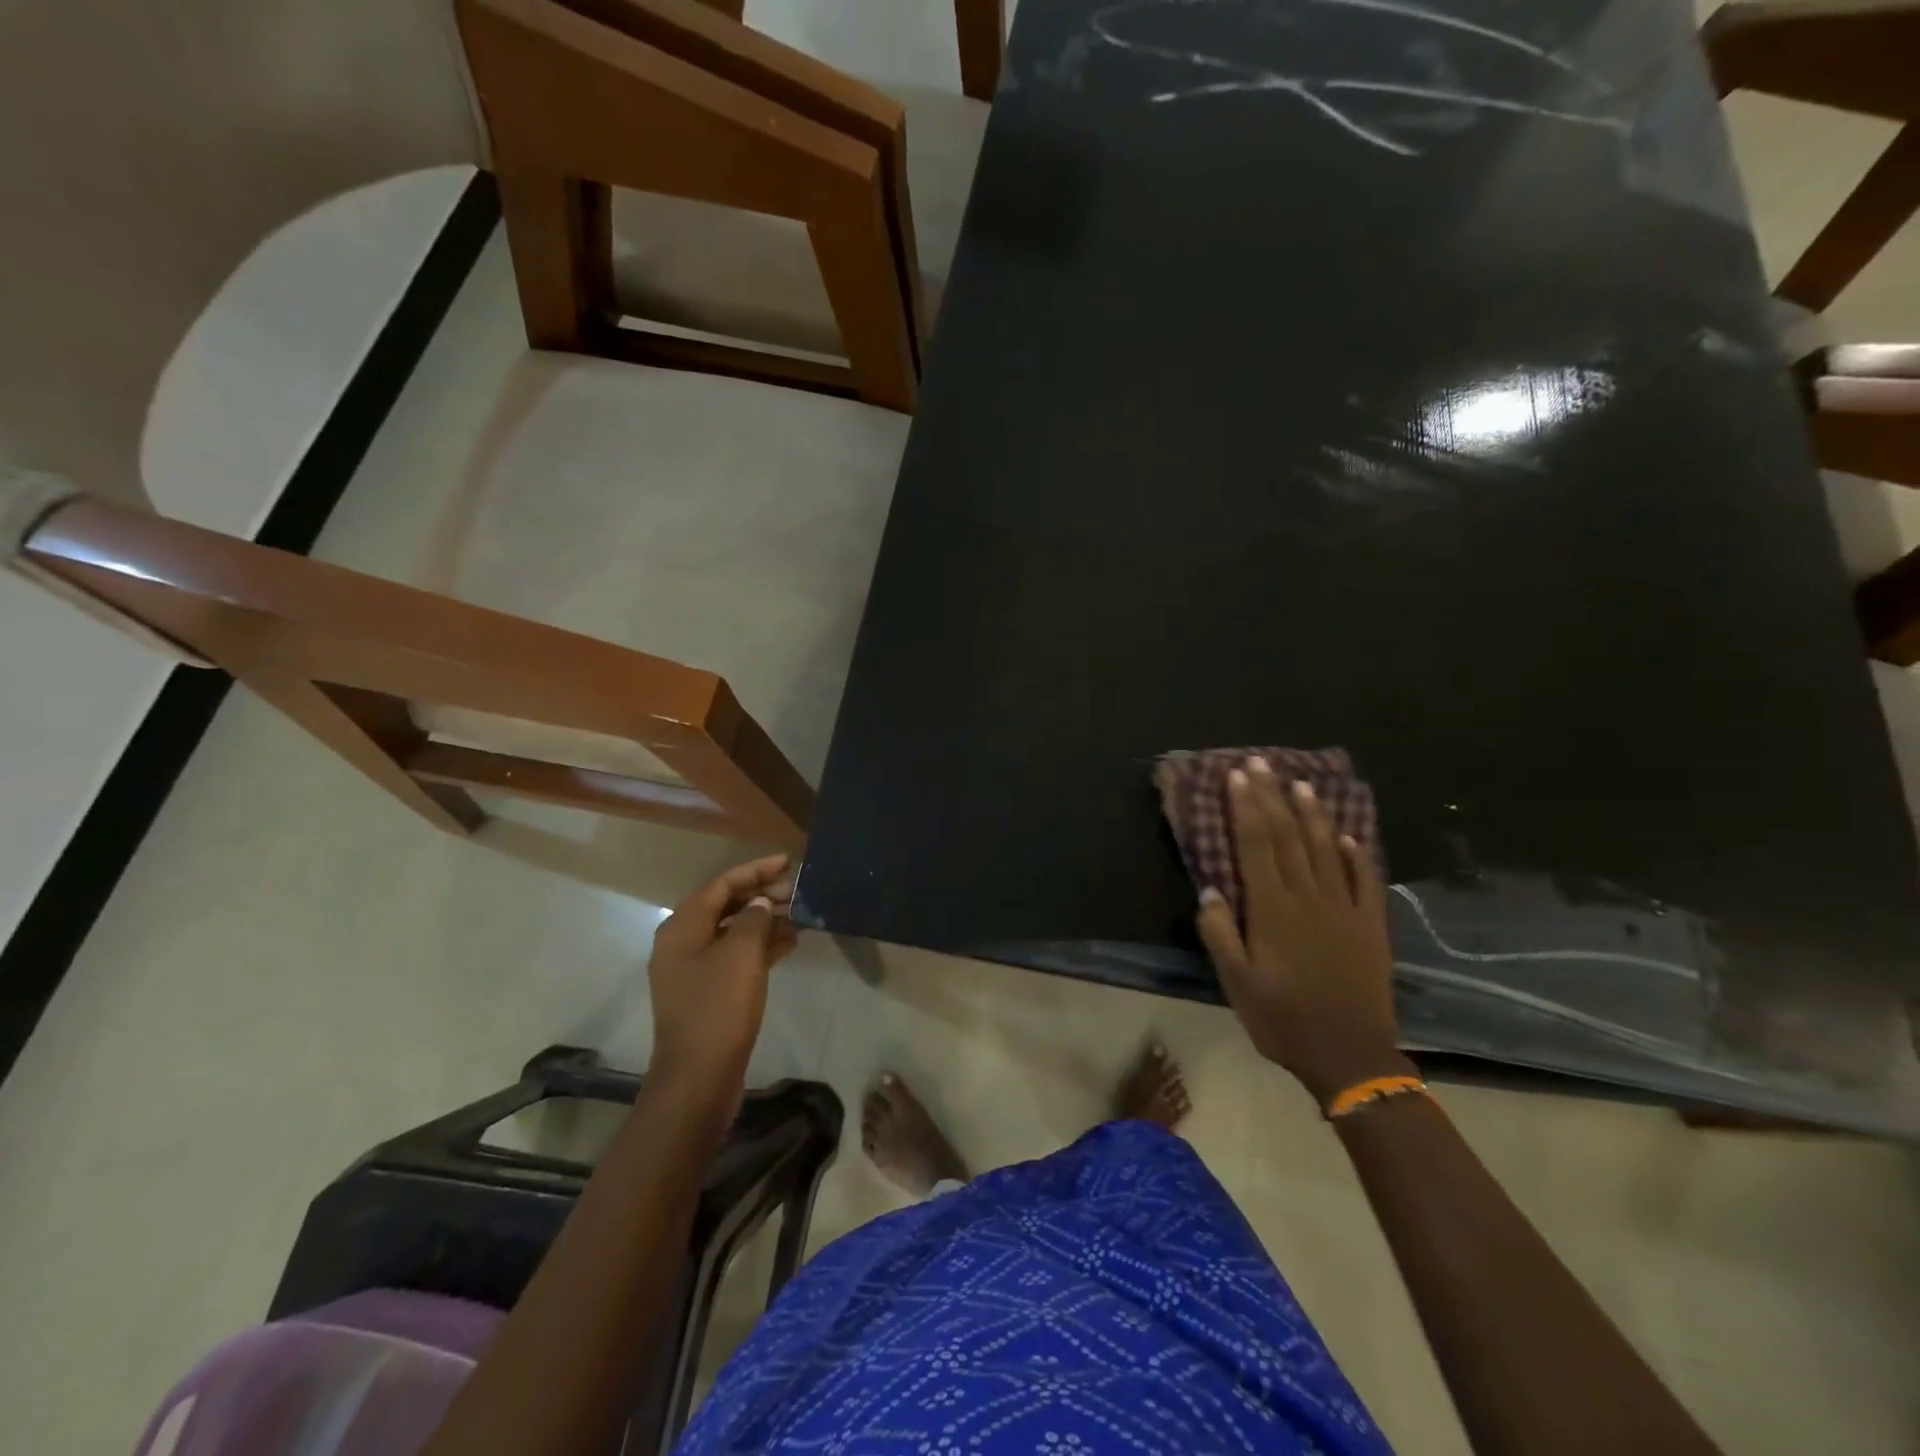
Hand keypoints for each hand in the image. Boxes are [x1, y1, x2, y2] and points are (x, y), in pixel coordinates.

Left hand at [647, 855, 800, 1109]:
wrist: (699, 1078)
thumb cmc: (718, 1008)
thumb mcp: (742, 954)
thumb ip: (754, 918)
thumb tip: (761, 904)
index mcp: (682, 928)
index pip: (721, 884)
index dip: (755, 870)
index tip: (788, 862)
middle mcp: (682, 944)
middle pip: (725, 905)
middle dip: (761, 895)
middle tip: (797, 891)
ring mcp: (694, 971)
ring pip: (733, 932)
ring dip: (764, 921)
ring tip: (800, 916)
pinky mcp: (708, 993)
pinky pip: (736, 957)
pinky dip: (761, 946)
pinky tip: (790, 944)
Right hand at [1195, 758, 1411, 1105]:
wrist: (1351, 1056)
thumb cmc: (1283, 1020)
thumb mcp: (1236, 983)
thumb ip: (1220, 933)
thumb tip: (1210, 889)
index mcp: (1273, 909)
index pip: (1255, 844)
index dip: (1245, 806)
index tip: (1236, 775)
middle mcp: (1309, 897)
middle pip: (1288, 836)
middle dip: (1271, 796)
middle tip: (1261, 762)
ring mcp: (1345, 908)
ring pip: (1326, 849)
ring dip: (1312, 813)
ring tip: (1301, 782)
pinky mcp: (1371, 925)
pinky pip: (1365, 879)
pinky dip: (1357, 853)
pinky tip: (1349, 834)